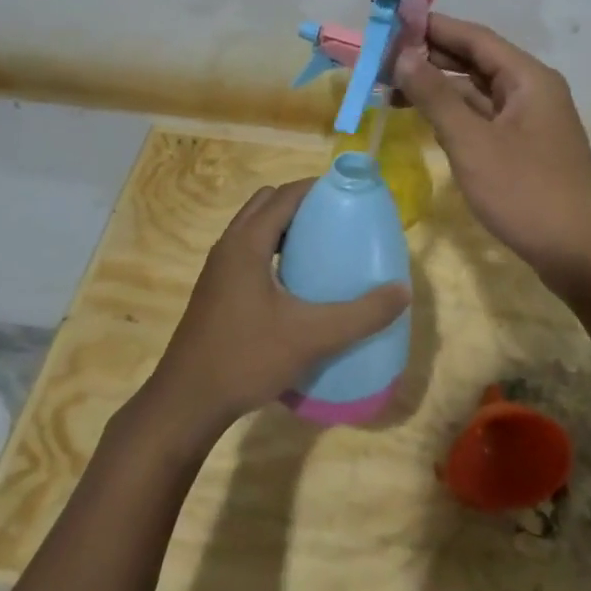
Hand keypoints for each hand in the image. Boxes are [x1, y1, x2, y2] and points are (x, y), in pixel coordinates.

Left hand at [139, 179, 409, 445]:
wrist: (187, 403)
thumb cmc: (246, 358)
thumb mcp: (311, 337)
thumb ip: (360, 314)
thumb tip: (403, 290)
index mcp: (247, 244)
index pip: (285, 195)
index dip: (317, 188)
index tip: (349, 195)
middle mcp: (229, 247)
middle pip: (267, 204)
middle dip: (301, 203)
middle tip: (336, 219)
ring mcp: (218, 270)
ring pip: (254, 229)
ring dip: (284, 227)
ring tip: (321, 246)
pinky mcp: (216, 292)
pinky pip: (248, 252)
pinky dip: (272, 250)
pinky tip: (295, 283)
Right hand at [393, 13, 590, 292]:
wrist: (581, 255)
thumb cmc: (526, 193)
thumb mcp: (472, 143)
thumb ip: (436, 96)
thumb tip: (403, 54)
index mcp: (527, 77)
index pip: (474, 37)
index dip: (432, 27)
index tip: (391, 22)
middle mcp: (531, 90)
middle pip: (475, 61)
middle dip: (430, 57)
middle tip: (382, 57)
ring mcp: (529, 120)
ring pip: (477, 91)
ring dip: (438, 87)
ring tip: (390, 86)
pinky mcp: (524, 147)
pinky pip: (483, 117)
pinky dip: (453, 113)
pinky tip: (424, 116)